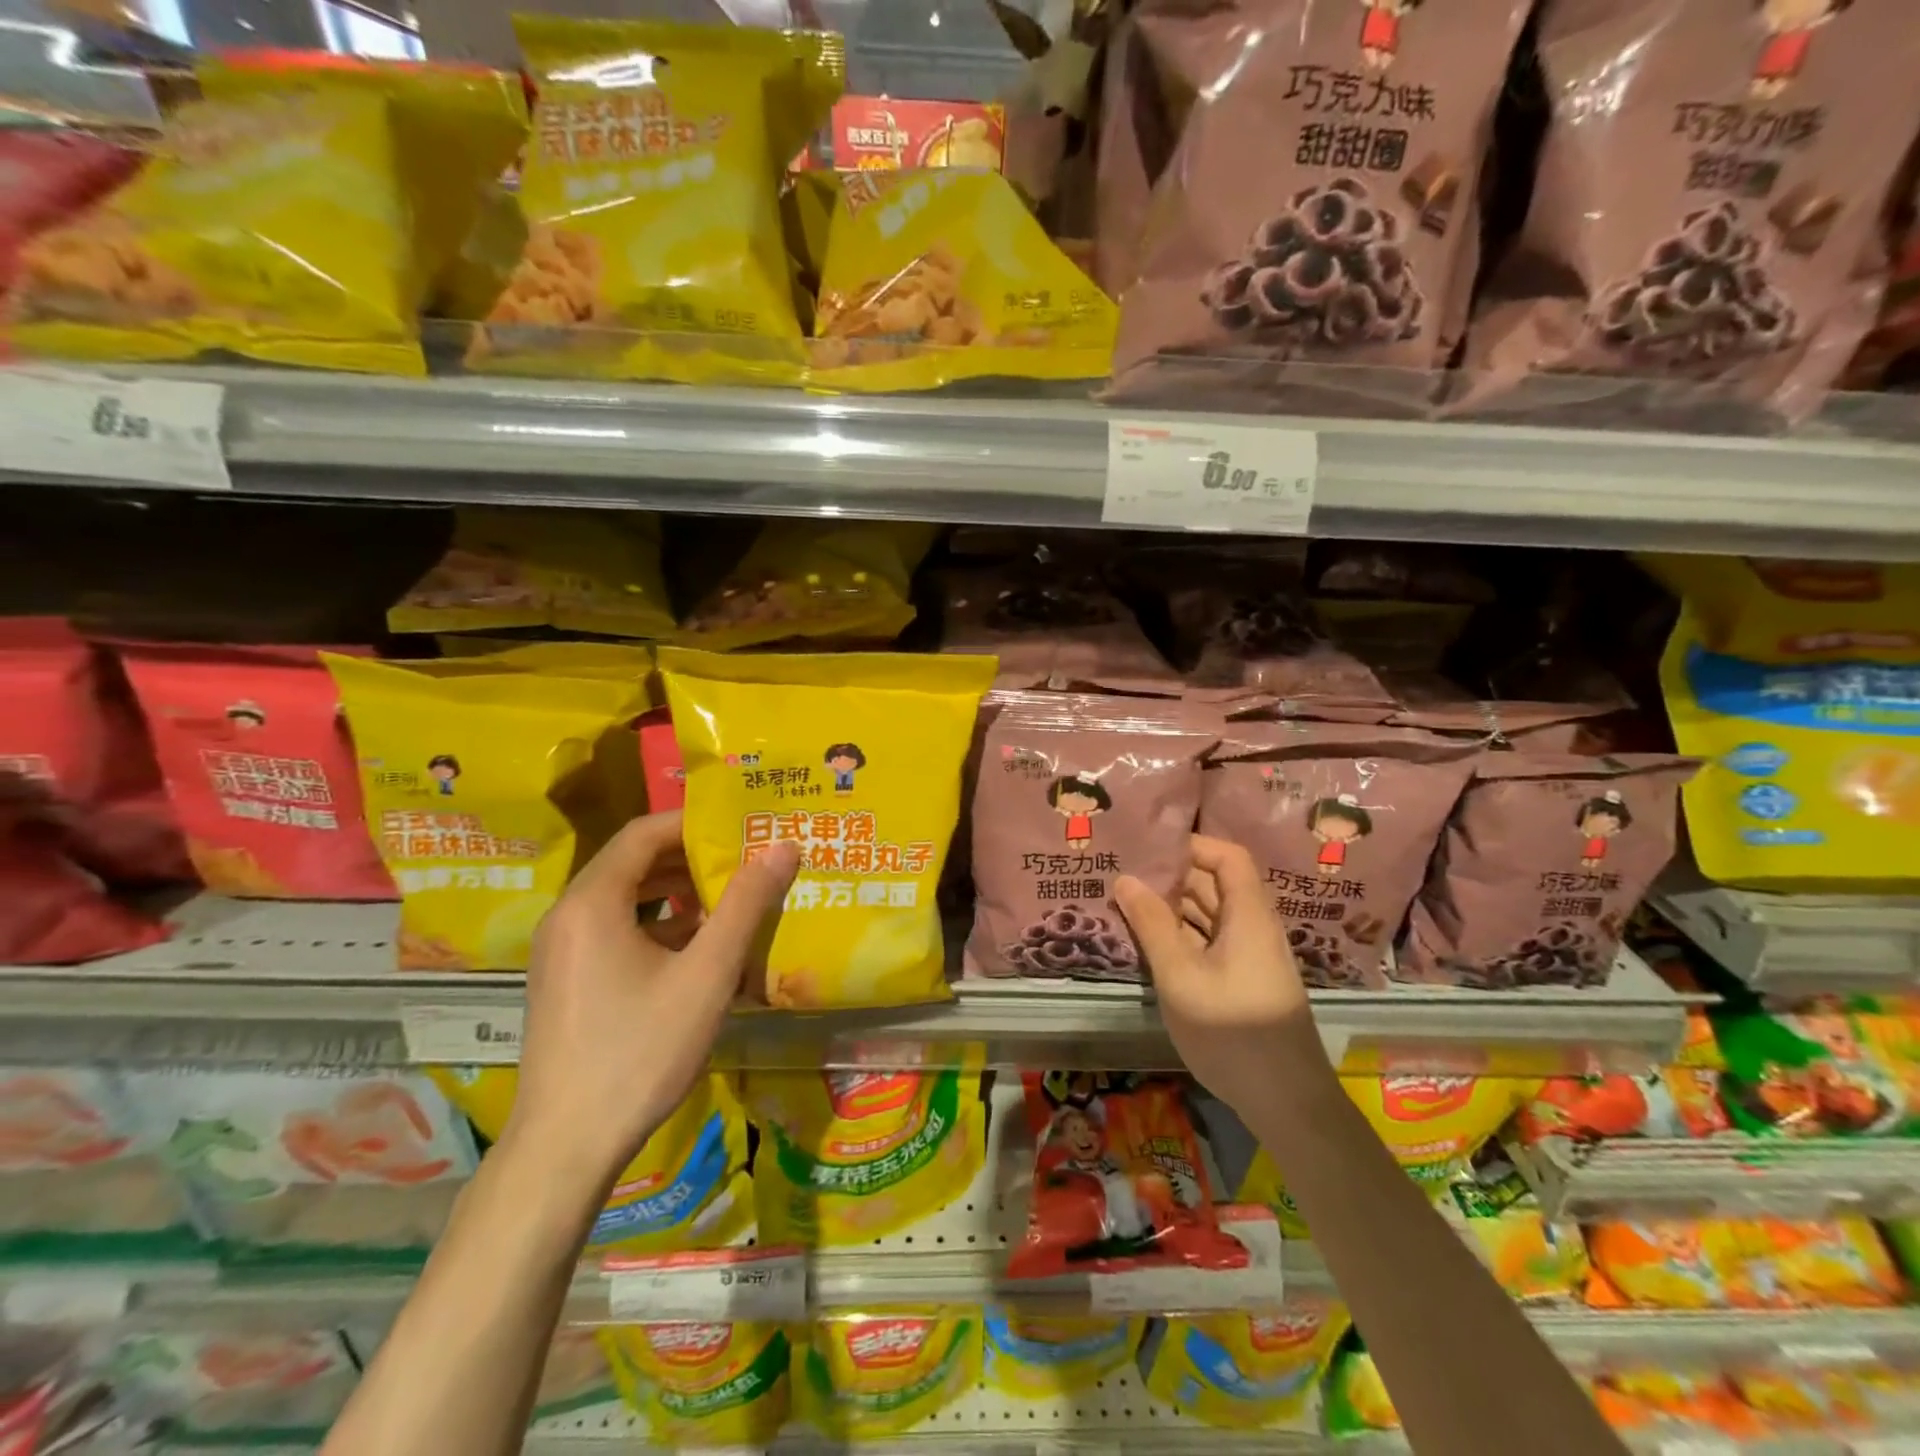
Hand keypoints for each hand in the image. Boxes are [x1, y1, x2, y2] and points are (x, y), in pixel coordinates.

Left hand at [507, 811, 799, 1184]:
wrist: (566, 1147)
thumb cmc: (640, 1051)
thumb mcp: (707, 975)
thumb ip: (746, 906)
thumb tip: (783, 847)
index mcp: (592, 902)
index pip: (643, 833)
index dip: (694, 823)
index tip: (743, 827)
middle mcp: (568, 916)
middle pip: (632, 862)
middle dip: (690, 857)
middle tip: (745, 860)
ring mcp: (561, 951)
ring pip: (624, 898)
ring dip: (676, 892)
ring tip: (729, 898)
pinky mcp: (565, 980)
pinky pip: (614, 930)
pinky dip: (656, 924)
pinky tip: (696, 947)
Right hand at [1114, 835, 1331, 1119]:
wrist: (1286, 1102)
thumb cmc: (1233, 1031)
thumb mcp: (1181, 975)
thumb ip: (1152, 924)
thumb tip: (1125, 879)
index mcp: (1248, 915)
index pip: (1228, 856)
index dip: (1192, 846)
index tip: (1148, 849)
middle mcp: (1252, 928)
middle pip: (1215, 884)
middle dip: (1171, 877)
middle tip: (1122, 875)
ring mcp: (1248, 957)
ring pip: (1209, 916)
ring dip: (1171, 909)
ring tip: (1125, 904)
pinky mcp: (1241, 982)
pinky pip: (1208, 943)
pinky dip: (1180, 937)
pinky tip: (1147, 944)